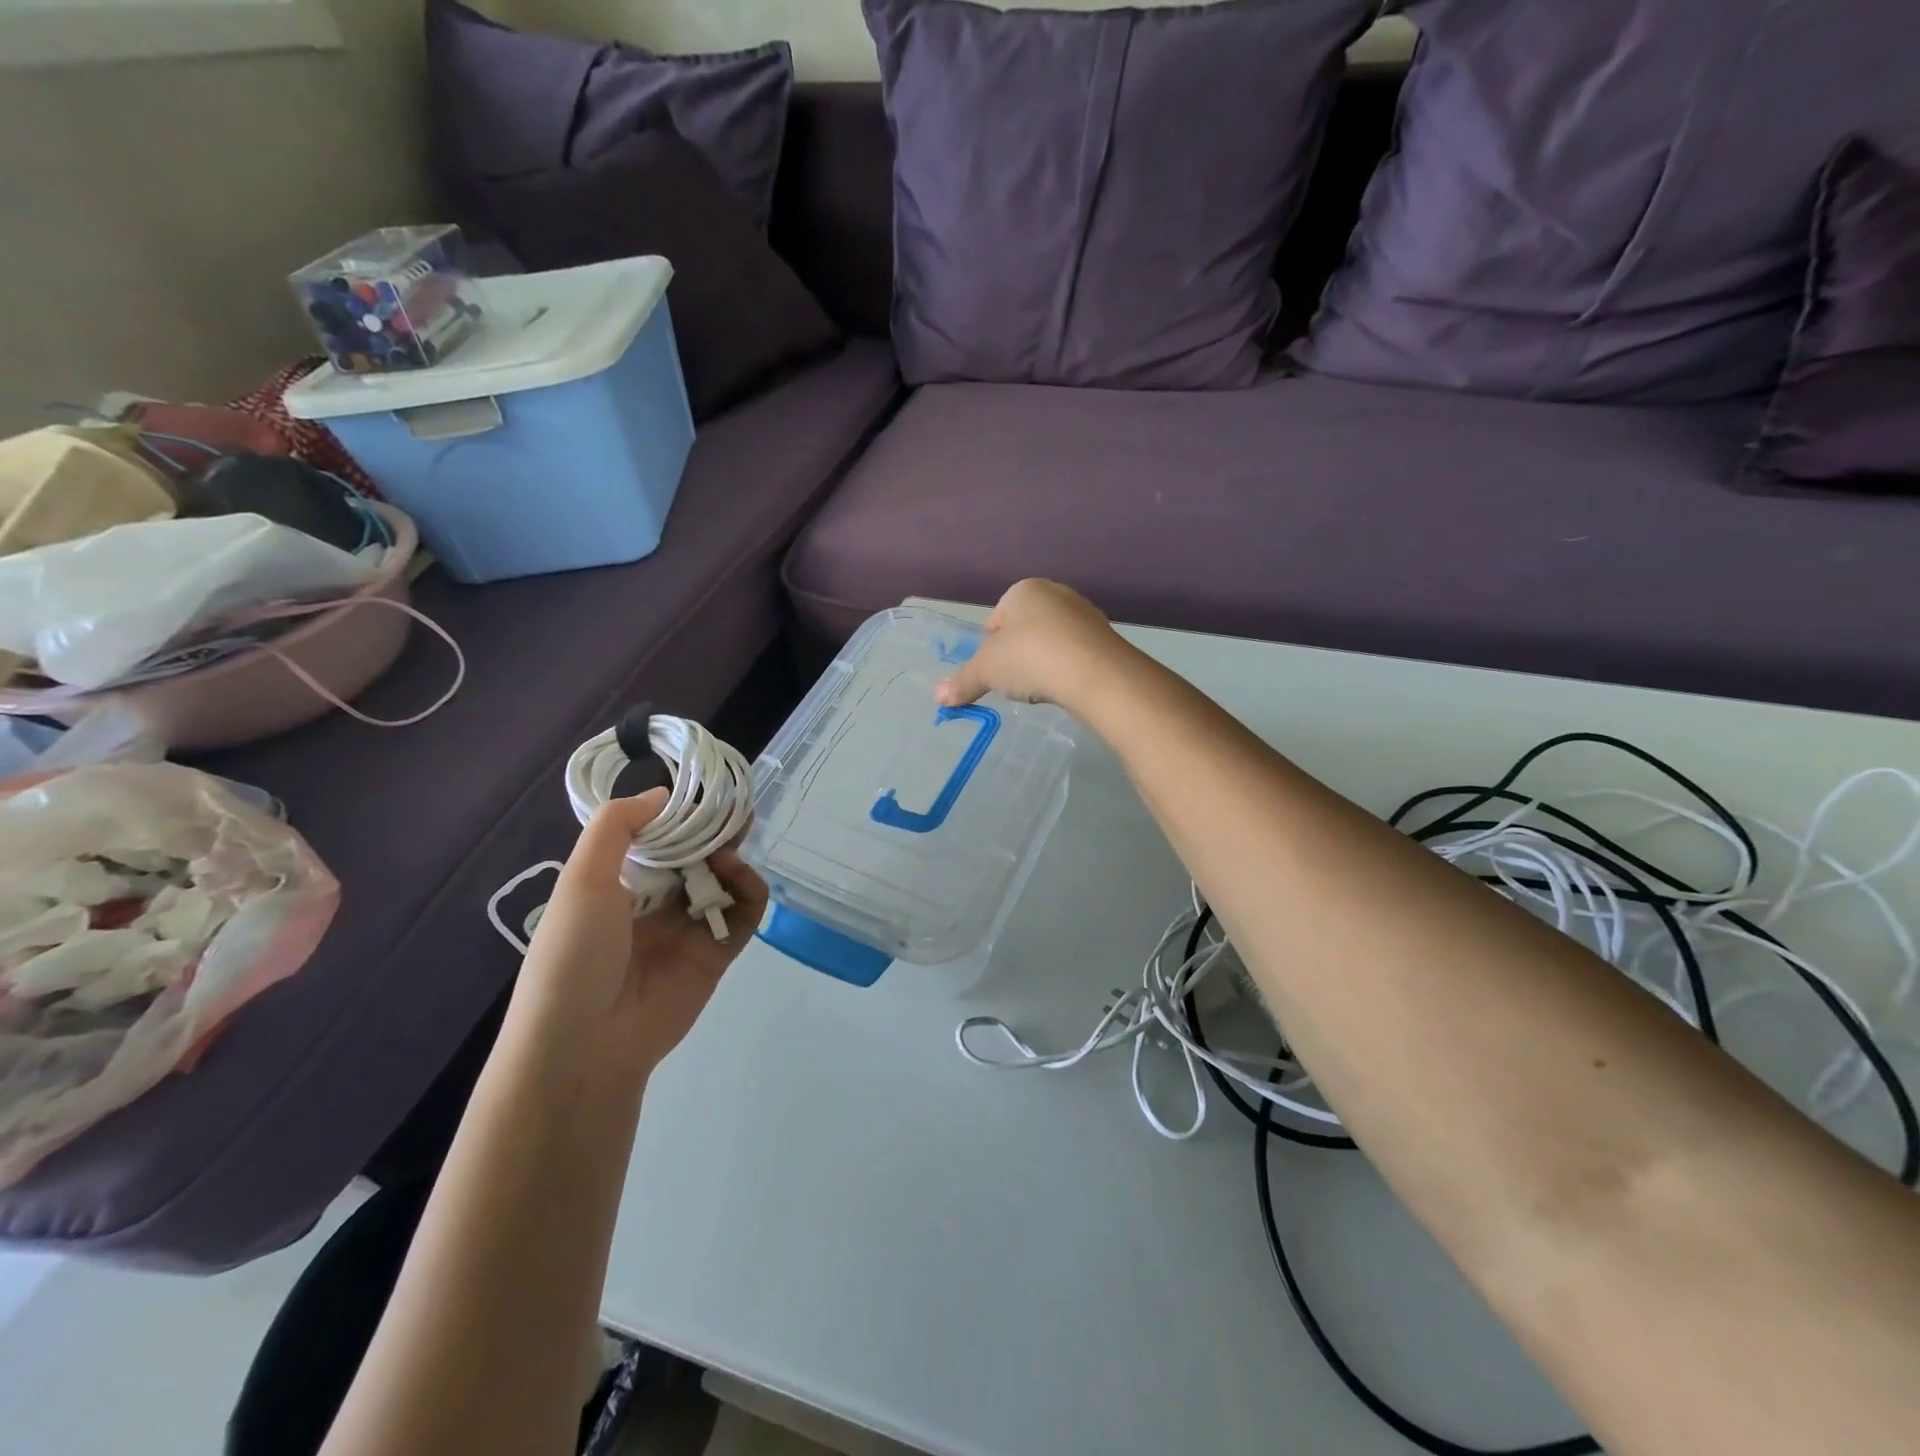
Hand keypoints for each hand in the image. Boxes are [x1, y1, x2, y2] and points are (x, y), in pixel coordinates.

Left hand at [513, 788, 768, 1078]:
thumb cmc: (573, 954)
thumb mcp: (581, 879)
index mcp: (618, 884)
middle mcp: (655, 903)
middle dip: (715, 831)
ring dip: (731, 856)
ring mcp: (689, 928)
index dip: (681, 814)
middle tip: (735, 809)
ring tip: (730, 846)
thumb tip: (663, 795)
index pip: (657, 838)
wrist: (584, 1045)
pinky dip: (749, 888)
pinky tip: (737, 874)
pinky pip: (743, 913)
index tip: (702, 793)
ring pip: (723, 880)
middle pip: (696, 855)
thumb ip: (617, 827)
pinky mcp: (717, 953)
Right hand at [936, 579, 1128, 711]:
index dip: (989, 648)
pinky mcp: (1105, 639)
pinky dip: (1066, 671)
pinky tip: (1063, 688)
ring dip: (1042, 663)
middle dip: (1017, 655)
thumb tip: (938, 698)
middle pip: (1025, 630)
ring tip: (1040, 688)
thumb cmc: (1030, 657)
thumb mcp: (986, 671)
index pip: (996, 619)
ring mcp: (1085, 615)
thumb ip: (962, 682)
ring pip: (1051, 642)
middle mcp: (1057, 594)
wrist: (1095, 673)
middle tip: (1014, 682)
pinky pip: (1075, 655)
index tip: (991, 672)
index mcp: (1024, 590)